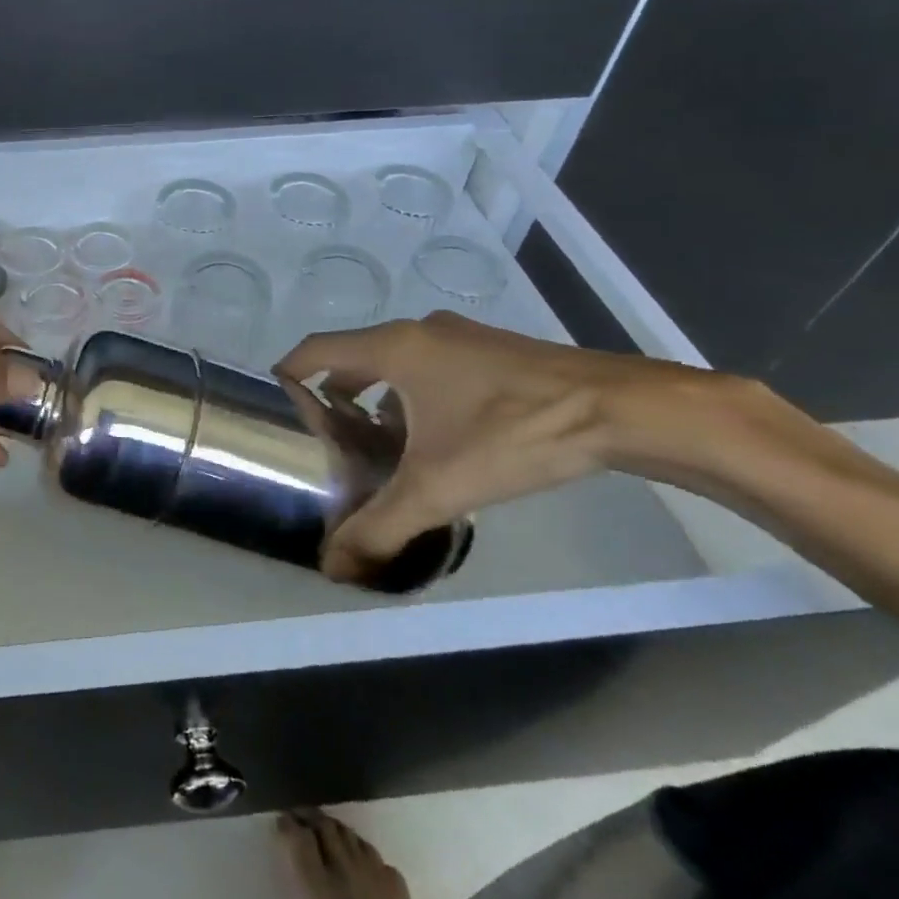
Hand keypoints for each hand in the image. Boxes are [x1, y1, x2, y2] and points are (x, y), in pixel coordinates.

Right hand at [275, 312, 717, 583]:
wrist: (622, 409)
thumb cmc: (515, 434)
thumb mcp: (439, 487)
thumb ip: (380, 526)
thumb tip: (333, 566)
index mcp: (392, 348)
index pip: (315, 350)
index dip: (288, 376)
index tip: (276, 410)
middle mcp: (417, 332)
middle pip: (353, 357)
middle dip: (334, 397)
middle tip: (328, 442)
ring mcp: (458, 337)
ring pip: (394, 363)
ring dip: (377, 398)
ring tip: (379, 446)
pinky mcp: (491, 350)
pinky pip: (430, 366)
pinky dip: (415, 394)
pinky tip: (437, 438)